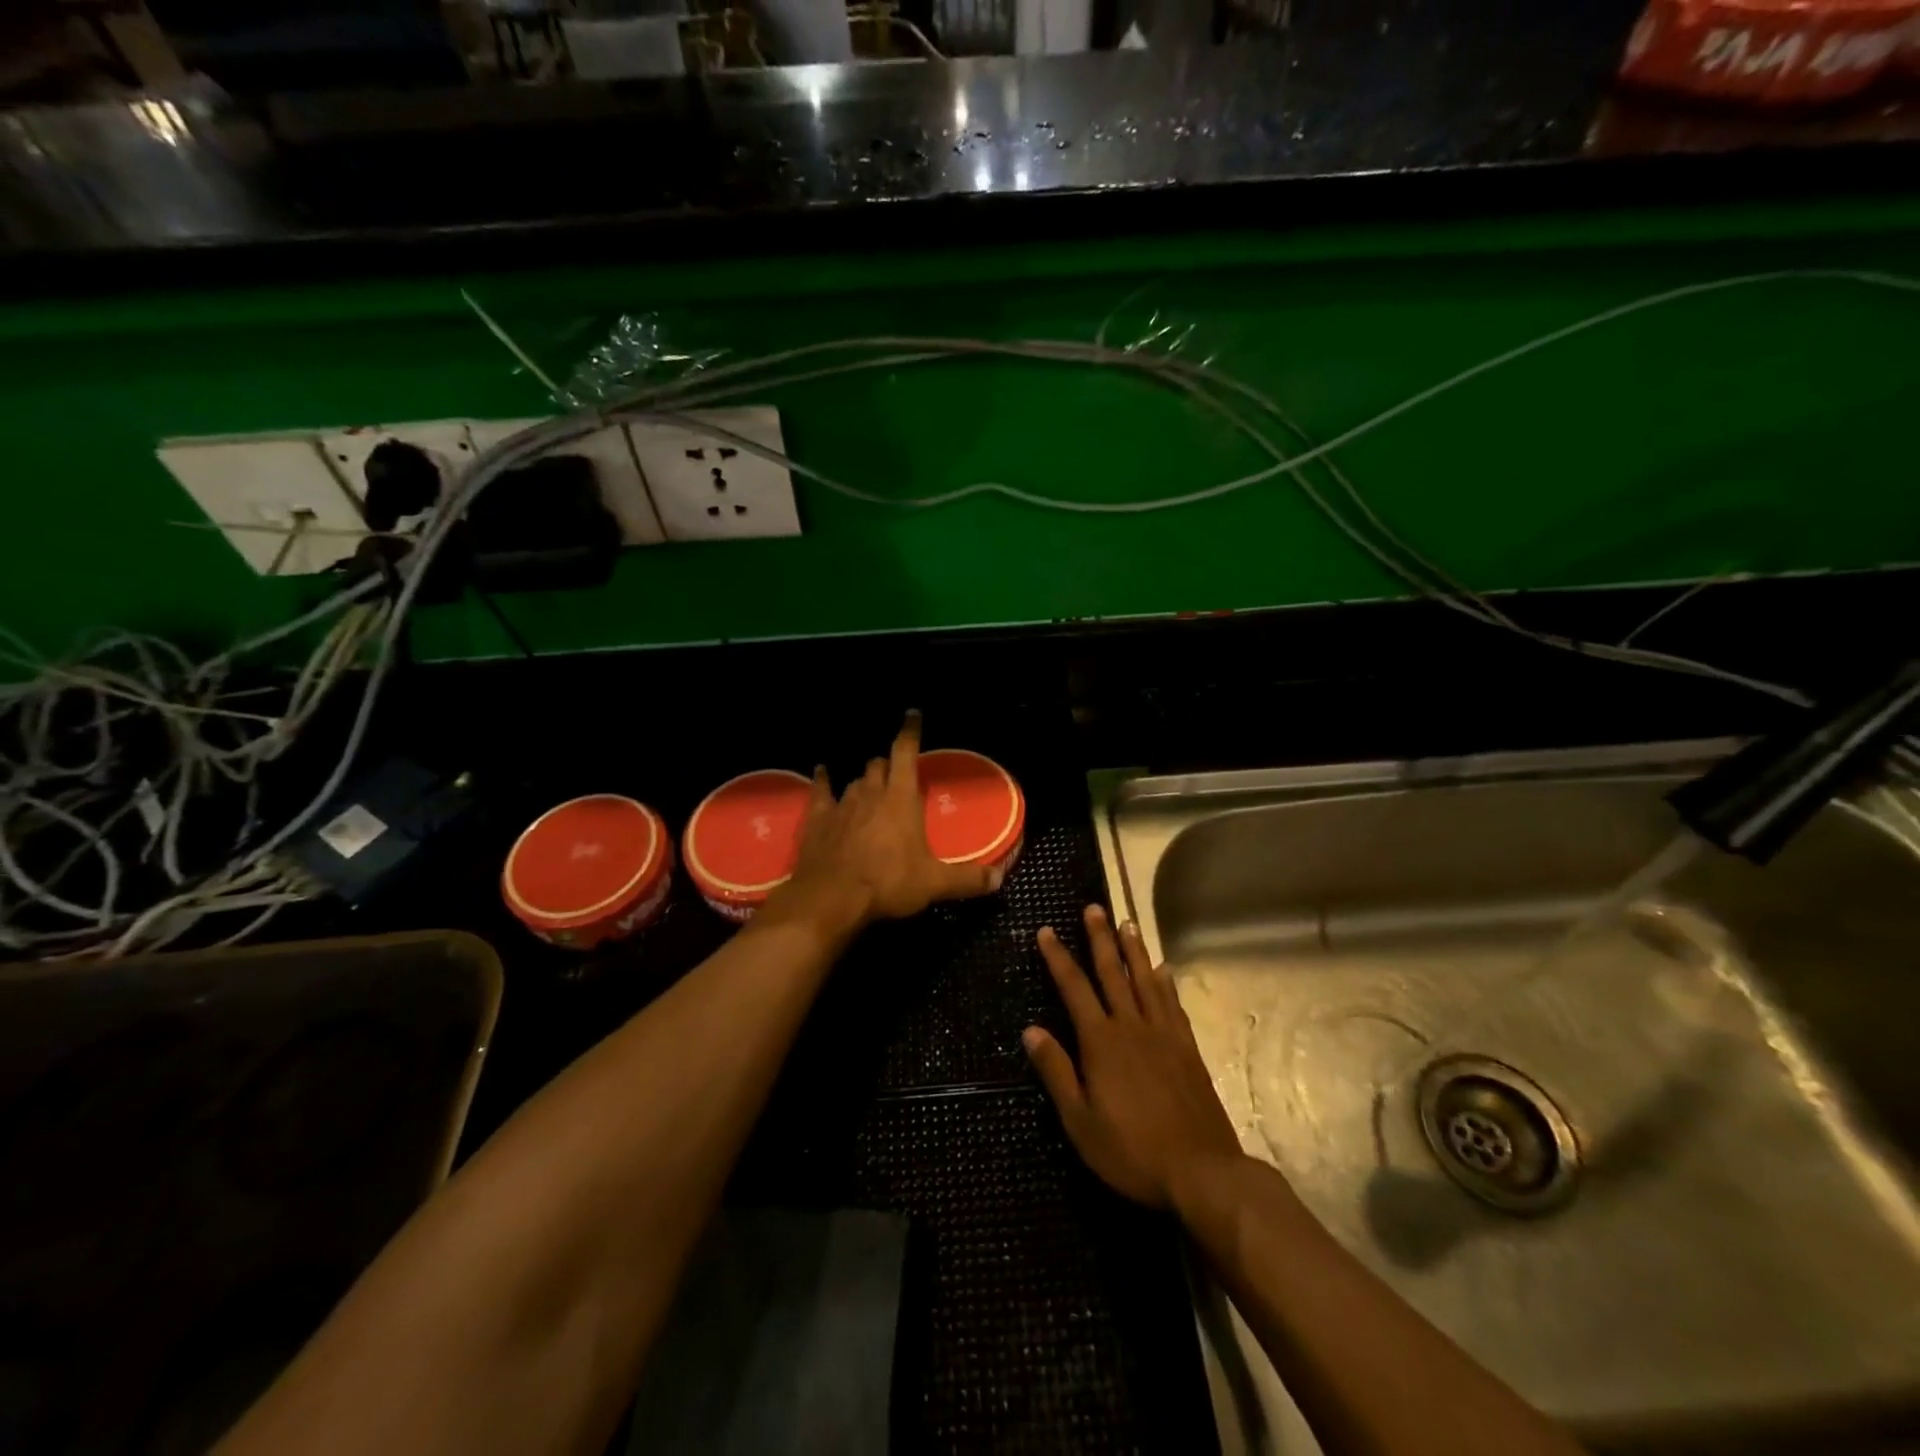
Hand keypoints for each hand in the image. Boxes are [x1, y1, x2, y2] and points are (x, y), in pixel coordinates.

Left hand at [769, 711, 1002, 937]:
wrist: (831, 897)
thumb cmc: (888, 883)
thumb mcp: (934, 883)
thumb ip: (967, 878)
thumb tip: (998, 879)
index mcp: (901, 798)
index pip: (906, 752)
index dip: (910, 732)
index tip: (912, 715)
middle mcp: (871, 792)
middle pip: (879, 765)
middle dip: (889, 766)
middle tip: (897, 775)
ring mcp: (841, 803)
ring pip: (855, 780)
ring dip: (864, 781)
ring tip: (870, 786)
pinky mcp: (817, 818)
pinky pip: (820, 791)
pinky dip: (822, 781)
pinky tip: (821, 772)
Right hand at [1024, 906, 1242, 1208]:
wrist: (1201, 1171)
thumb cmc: (1131, 1150)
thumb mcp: (1080, 1121)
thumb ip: (1056, 1071)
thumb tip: (1031, 1030)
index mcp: (1101, 1042)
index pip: (1074, 988)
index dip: (1058, 958)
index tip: (1047, 931)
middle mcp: (1132, 1026)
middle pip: (1113, 973)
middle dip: (1100, 938)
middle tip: (1093, 908)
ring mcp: (1164, 1035)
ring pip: (1146, 980)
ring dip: (1134, 950)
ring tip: (1127, 923)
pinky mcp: (1188, 1048)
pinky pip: (1173, 1005)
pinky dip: (1166, 983)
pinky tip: (1163, 970)